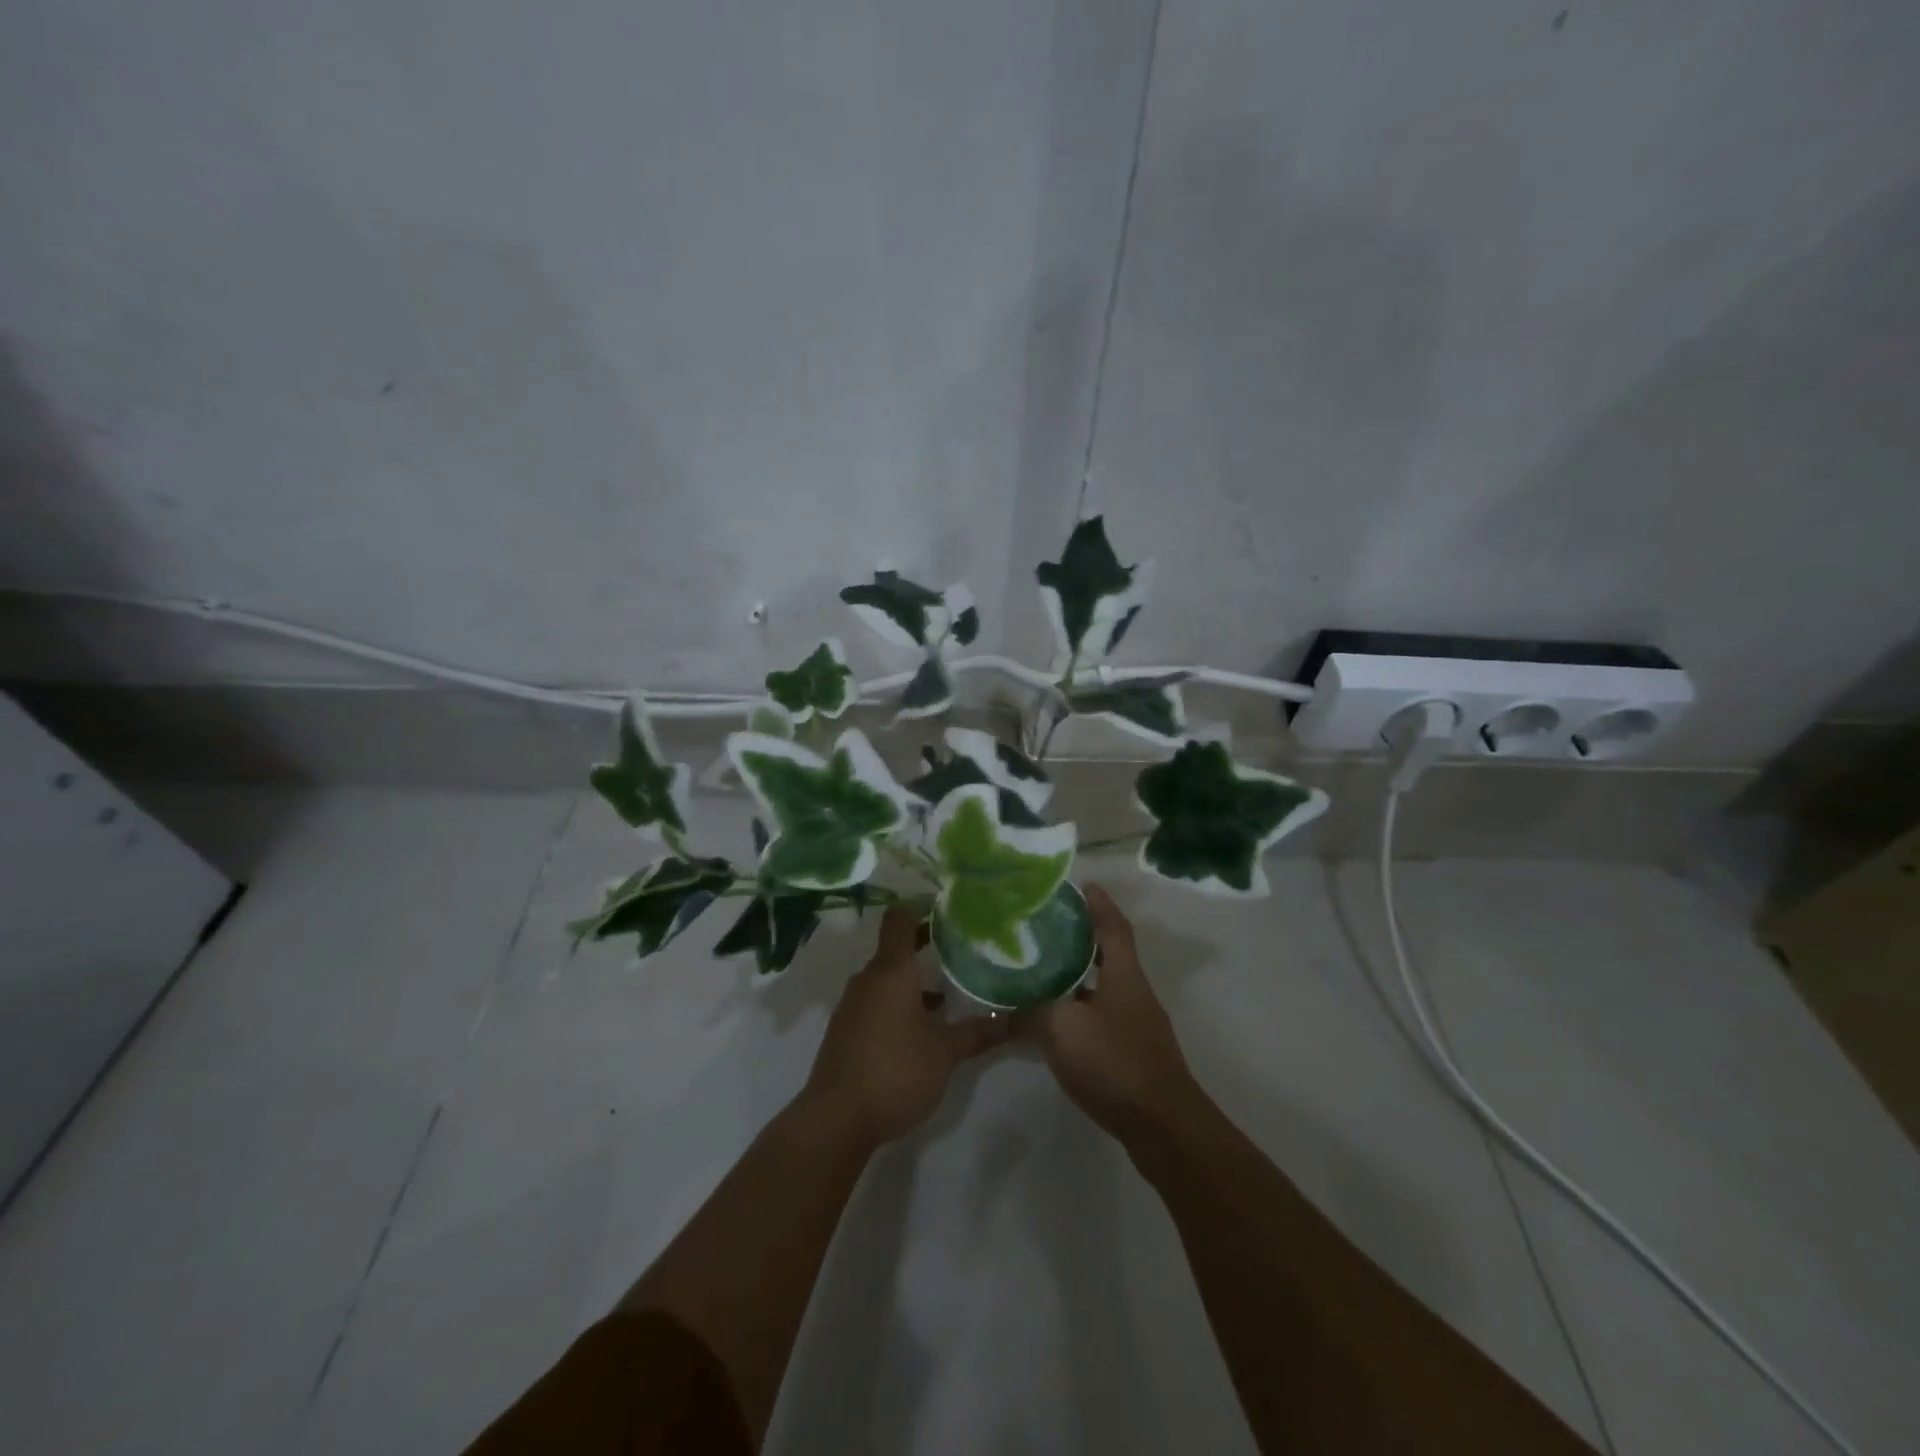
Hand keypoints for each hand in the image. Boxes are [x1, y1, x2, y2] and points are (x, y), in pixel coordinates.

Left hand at [801, 906, 1007, 1148]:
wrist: (836, 1118)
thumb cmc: (895, 1070)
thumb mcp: (945, 1052)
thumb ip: (977, 1032)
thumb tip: (1012, 1020)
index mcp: (891, 971)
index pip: (900, 919)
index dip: (921, 908)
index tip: (948, 910)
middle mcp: (868, 980)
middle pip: (895, 949)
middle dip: (926, 947)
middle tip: (961, 950)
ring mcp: (853, 1005)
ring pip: (887, 979)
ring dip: (914, 981)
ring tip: (949, 992)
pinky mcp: (846, 1030)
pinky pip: (876, 1002)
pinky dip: (899, 1003)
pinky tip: (923, 1027)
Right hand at [1018, 883, 1200, 1141]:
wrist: (1162, 1127)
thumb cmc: (1115, 1062)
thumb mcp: (1062, 1029)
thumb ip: (1029, 1013)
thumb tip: (1000, 1008)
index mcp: (1124, 975)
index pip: (1113, 926)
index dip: (1100, 904)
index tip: (1084, 884)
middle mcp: (1134, 992)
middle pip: (1109, 954)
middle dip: (1082, 938)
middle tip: (1047, 927)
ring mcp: (1137, 1025)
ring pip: (1102, 987)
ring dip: (1078, 976)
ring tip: (1042, 970)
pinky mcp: (1133, 1054)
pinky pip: (1101, 1017)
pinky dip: (1079, 1010)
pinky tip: (1055, 1022)